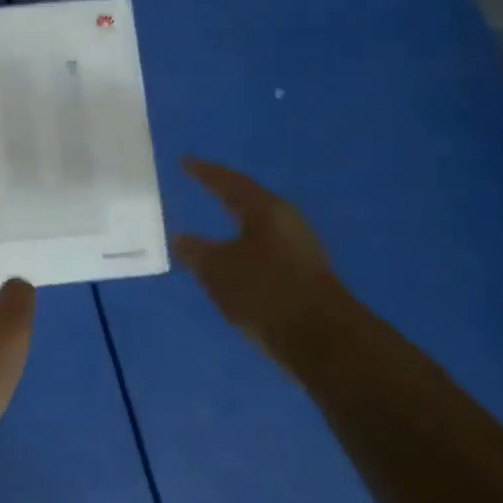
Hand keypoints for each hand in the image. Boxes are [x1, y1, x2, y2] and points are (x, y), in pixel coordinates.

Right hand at [172, 158, 352, 361]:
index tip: (185, 162)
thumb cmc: (266, 291)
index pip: (229, 183)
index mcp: (266, 210)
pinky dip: (242, 249)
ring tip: (212, 223)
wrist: (323, 340)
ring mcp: (298, 250)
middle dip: (224, 194)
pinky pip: (262, 252)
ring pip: (257, 228)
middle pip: (248, 201)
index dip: (205, 173)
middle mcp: (286, 223)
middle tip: (201, 184)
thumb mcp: (218, 270)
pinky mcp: (301, 277)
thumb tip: (180, 238)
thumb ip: (195, 251)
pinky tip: (231, 261)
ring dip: (234, 225)